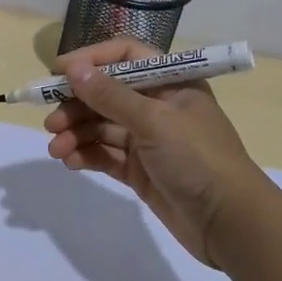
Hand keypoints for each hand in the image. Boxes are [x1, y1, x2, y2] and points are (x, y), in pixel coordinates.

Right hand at [44, 38, 265, 266]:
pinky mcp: (140, 170)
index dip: (91, 60)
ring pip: (102, 126)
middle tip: (50, 122)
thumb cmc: (198, 158)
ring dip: (76, 133)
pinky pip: (106, 154)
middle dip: (76, 105)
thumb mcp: (154, 121)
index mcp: (171, 83)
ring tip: (55, 149)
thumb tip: (73, 69)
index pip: (125, 57)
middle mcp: (158, 106)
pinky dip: (87, 155)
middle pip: (107, 94)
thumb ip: (110, 96)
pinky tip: (70, 162)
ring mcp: (149, 140)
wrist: (230, 223)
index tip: (58, 71)